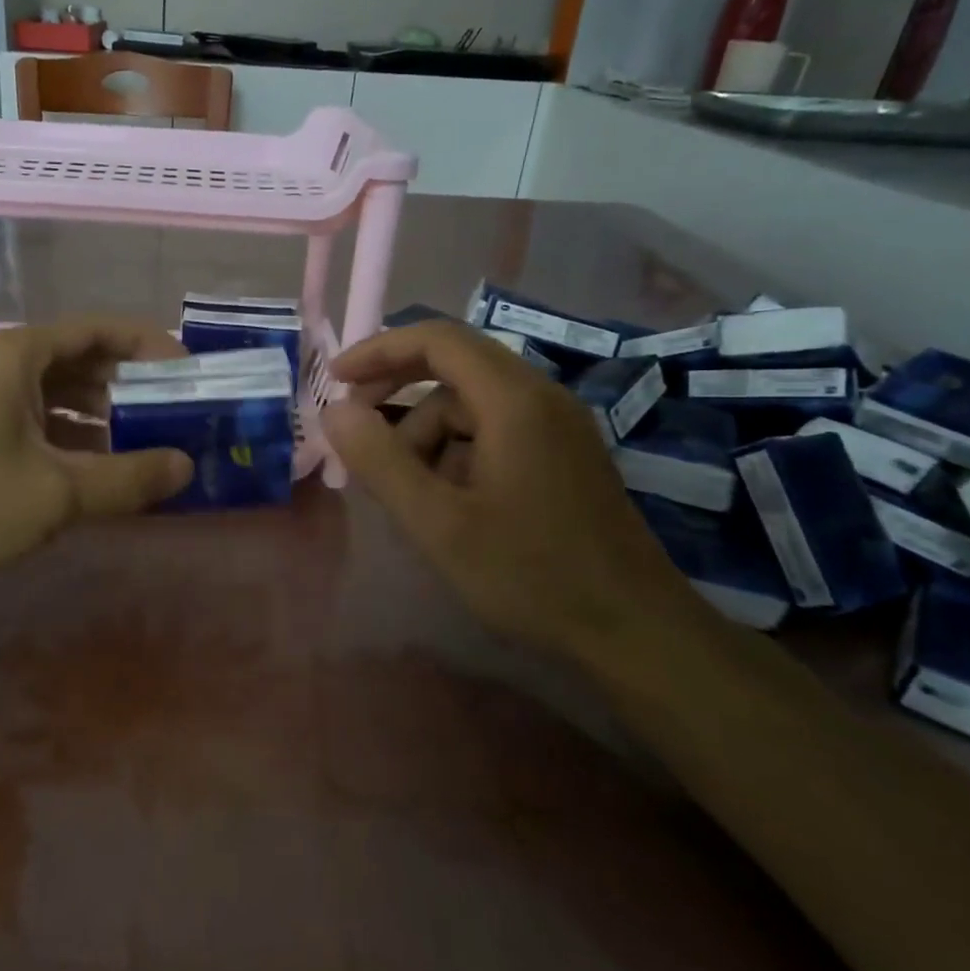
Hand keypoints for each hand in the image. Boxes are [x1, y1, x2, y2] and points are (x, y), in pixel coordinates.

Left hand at [0, 319, 192, 604]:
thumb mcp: (58, 494)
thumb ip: (129, 478)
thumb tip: (186, 467)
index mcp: (16, 355)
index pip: (98, 330)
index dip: (148, 346)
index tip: (187, 371)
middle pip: (78, 359)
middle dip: (128, 384)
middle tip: (175, 412)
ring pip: (55, 391)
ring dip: (100, 413)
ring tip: (146, 441)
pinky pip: (33, 417)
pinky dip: (69, 435)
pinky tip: (97, 466)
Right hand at [321, 321, 715, 655]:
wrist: (634, 631)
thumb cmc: (530, 574)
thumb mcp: (438, 523)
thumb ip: (380, 461)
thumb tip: (335, 410)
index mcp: (514, 400)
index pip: (438, 340)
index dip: (379, 350)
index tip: (336, 379)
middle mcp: (541, 398)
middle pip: (454, 369)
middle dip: (398, 395)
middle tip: (358, 434)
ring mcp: (558, 427)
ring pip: (471, 406)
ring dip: (426, 435)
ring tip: (405, 491)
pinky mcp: (563, 456)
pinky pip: (494, 432)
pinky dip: (456, 453)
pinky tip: (446, 502)